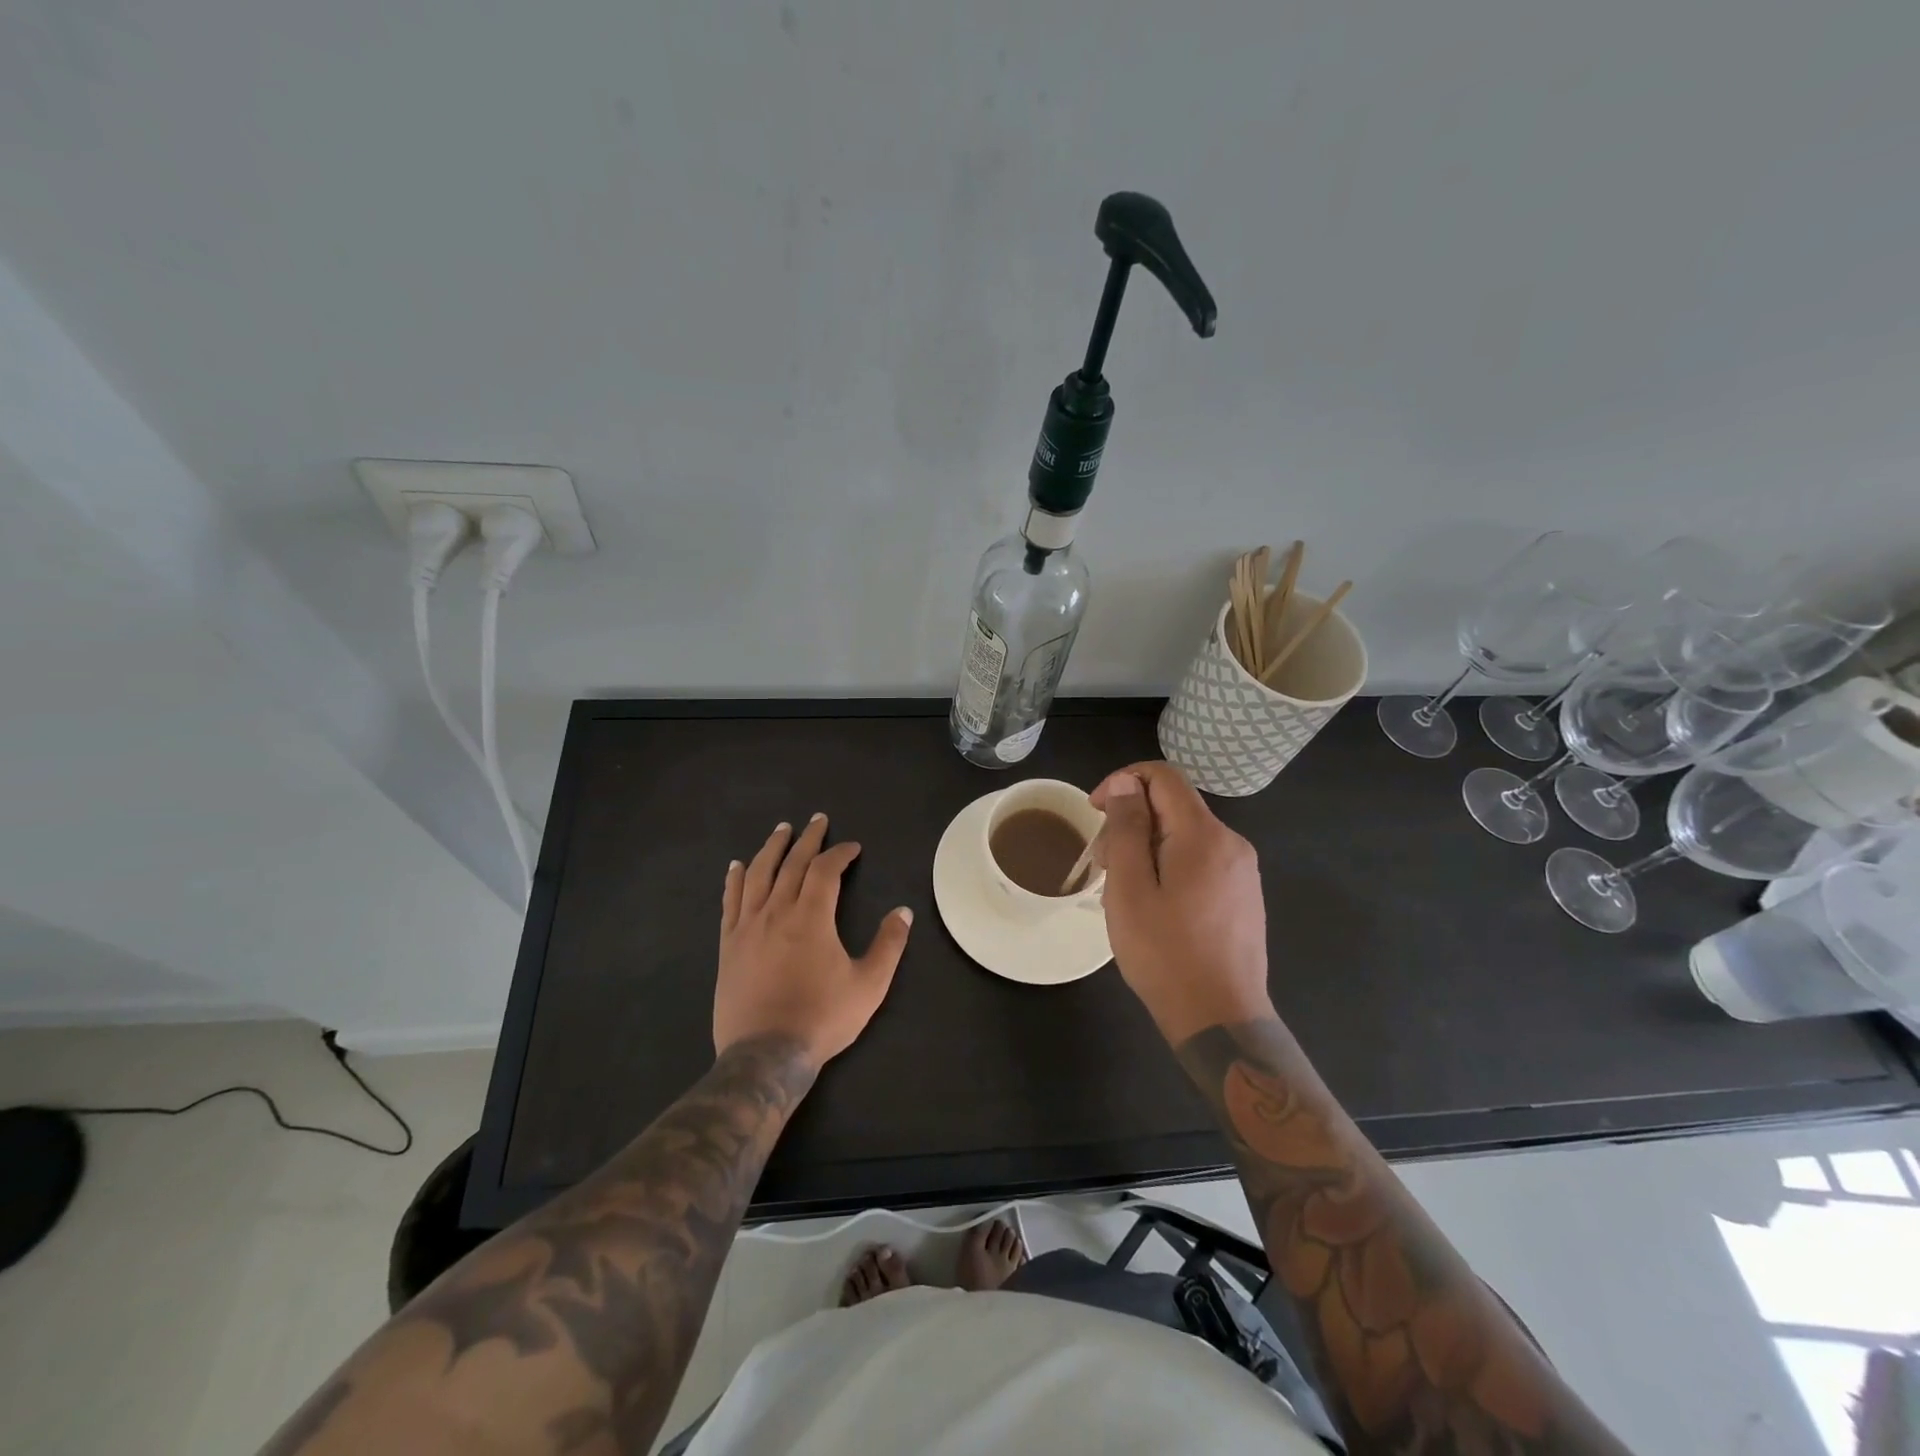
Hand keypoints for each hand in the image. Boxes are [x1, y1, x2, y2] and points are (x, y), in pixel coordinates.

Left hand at [715, 813, 913, 1068]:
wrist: (766, 1054)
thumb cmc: (822, 1018)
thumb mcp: (869, 985)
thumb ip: (888, 945)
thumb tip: (903, 911)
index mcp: (812, 917)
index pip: (826, 870)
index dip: (841, 854)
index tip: (853, 848)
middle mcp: (777, 911)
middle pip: (792, 864)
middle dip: (808, 839)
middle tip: (817, 820)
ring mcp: (748, 926)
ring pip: (759, 875)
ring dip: (772, 849)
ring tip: (781, 830)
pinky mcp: (728, 945)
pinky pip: (731, 902)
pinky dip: (735, 880)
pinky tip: (737, 866)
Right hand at [1090, 762, 1272, 1044]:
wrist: (1221, 1019)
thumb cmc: (1165, 954)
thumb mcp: (1130, 888)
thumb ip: (1127, 828)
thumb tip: (1126, 784)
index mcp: (1204, 835)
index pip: (1163, 776)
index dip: (1123, 781)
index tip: (1095, 811)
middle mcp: (1231, 842)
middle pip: (1173, 805)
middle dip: (1130, 820)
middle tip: (1100, 863)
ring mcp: (1242, 870)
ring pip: (1184, 834)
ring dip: (1146, 845)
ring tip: (1121, 889)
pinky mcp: (1243, 894)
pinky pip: (1199, 859)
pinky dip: (1168, 864)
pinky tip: (1152, 902)